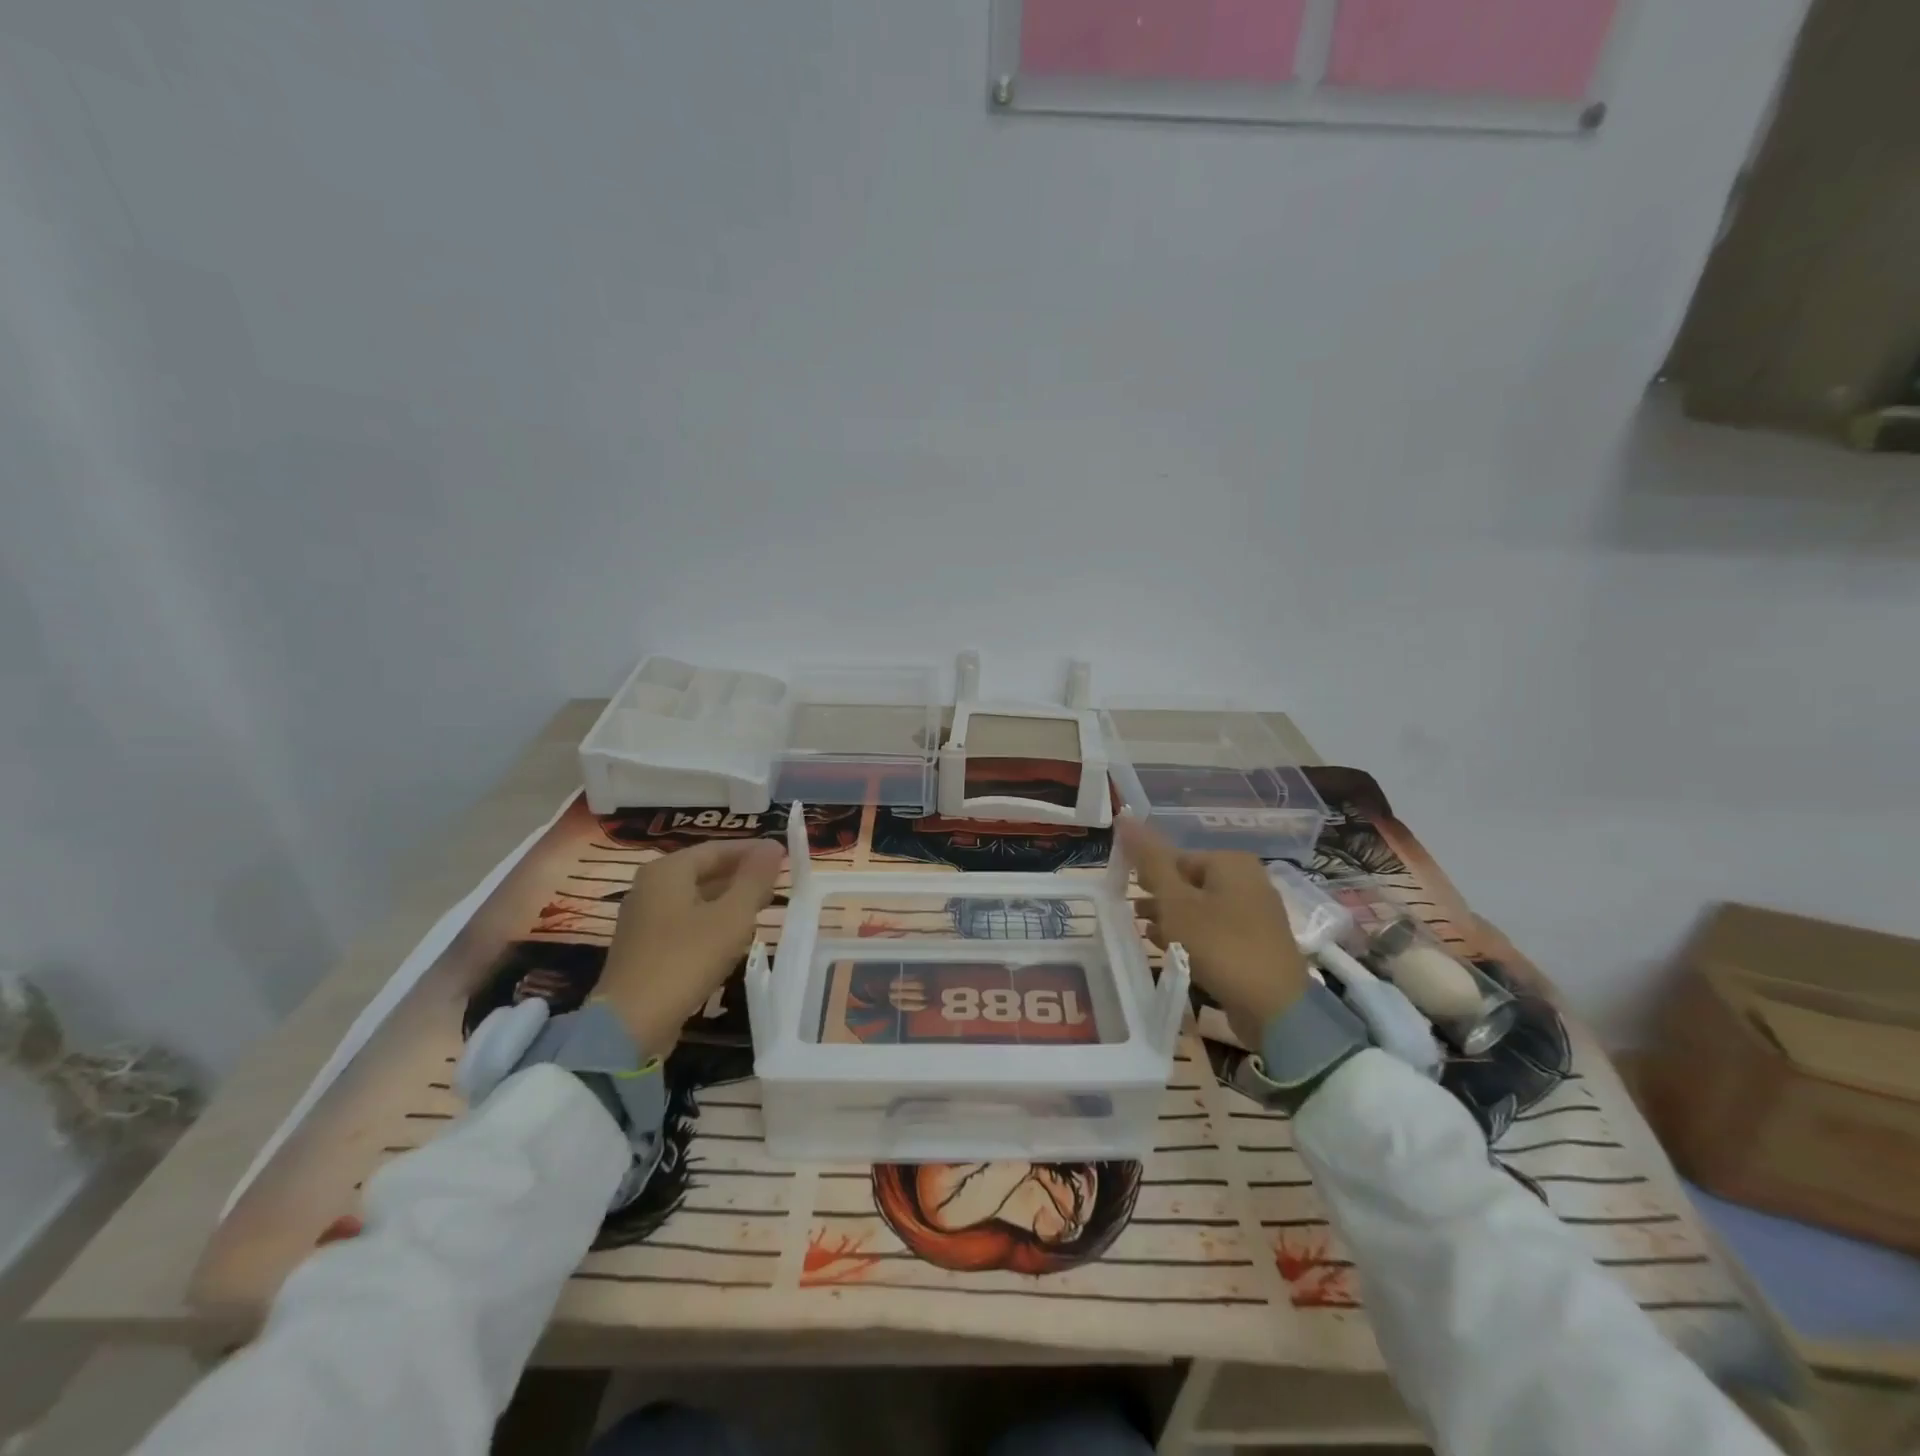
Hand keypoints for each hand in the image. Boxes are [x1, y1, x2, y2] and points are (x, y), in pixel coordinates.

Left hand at [596, 839, 785, 1054]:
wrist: (631, 1024)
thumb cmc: (686, 959)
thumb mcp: (732, 916)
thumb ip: (754, 879)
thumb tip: (773, 847)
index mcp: (667, 871)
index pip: (717, 849)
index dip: (753, 851)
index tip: (785, 856)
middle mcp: (650, 887)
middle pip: (704, 871)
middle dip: (742, 876)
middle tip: (778, 883)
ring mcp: (643, 919)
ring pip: (696, 898)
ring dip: (730, 900)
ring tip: (763, 908)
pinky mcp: (645, 949)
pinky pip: (686, 922)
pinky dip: (712, 922)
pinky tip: (734, 937)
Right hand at [1117, 818, 1309, 1046]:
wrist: (1274, 1008)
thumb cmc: (1220, 945)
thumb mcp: (1176, 902)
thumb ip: (1149, 861)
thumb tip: (1124, 816)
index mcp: (1231, 862)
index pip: (1176, 859)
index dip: (1150, 878)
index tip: (1130, 899)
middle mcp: (1249, 880)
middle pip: (1189, 883)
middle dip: (1161, 901)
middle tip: (1136, 919)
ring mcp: (1257, 914)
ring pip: (1202, 909)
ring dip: (1173, 921)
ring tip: (1149, 936)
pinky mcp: (1258, 944)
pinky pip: (1217, 931)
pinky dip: (1194, 938)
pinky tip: (1174, 953)